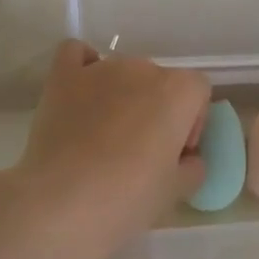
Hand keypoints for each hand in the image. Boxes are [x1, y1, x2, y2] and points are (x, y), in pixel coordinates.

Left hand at [6, 40, 211, 258]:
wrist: (60, 204)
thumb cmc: (127, 199)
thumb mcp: (176, 192)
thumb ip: (192, 167)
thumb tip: (186, 158)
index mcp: (178, 91)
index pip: (197, 92)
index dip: (191, 123)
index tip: (175, 154)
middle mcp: (142, 69)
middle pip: (159, 82)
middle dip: (155, 110)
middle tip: (140, 153)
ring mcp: (100, 69)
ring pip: (121, 72)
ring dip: (121, 96)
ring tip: (103, 136)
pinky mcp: (62, 77)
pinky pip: (76, 54)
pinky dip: (82, 68)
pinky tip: (80, 95)